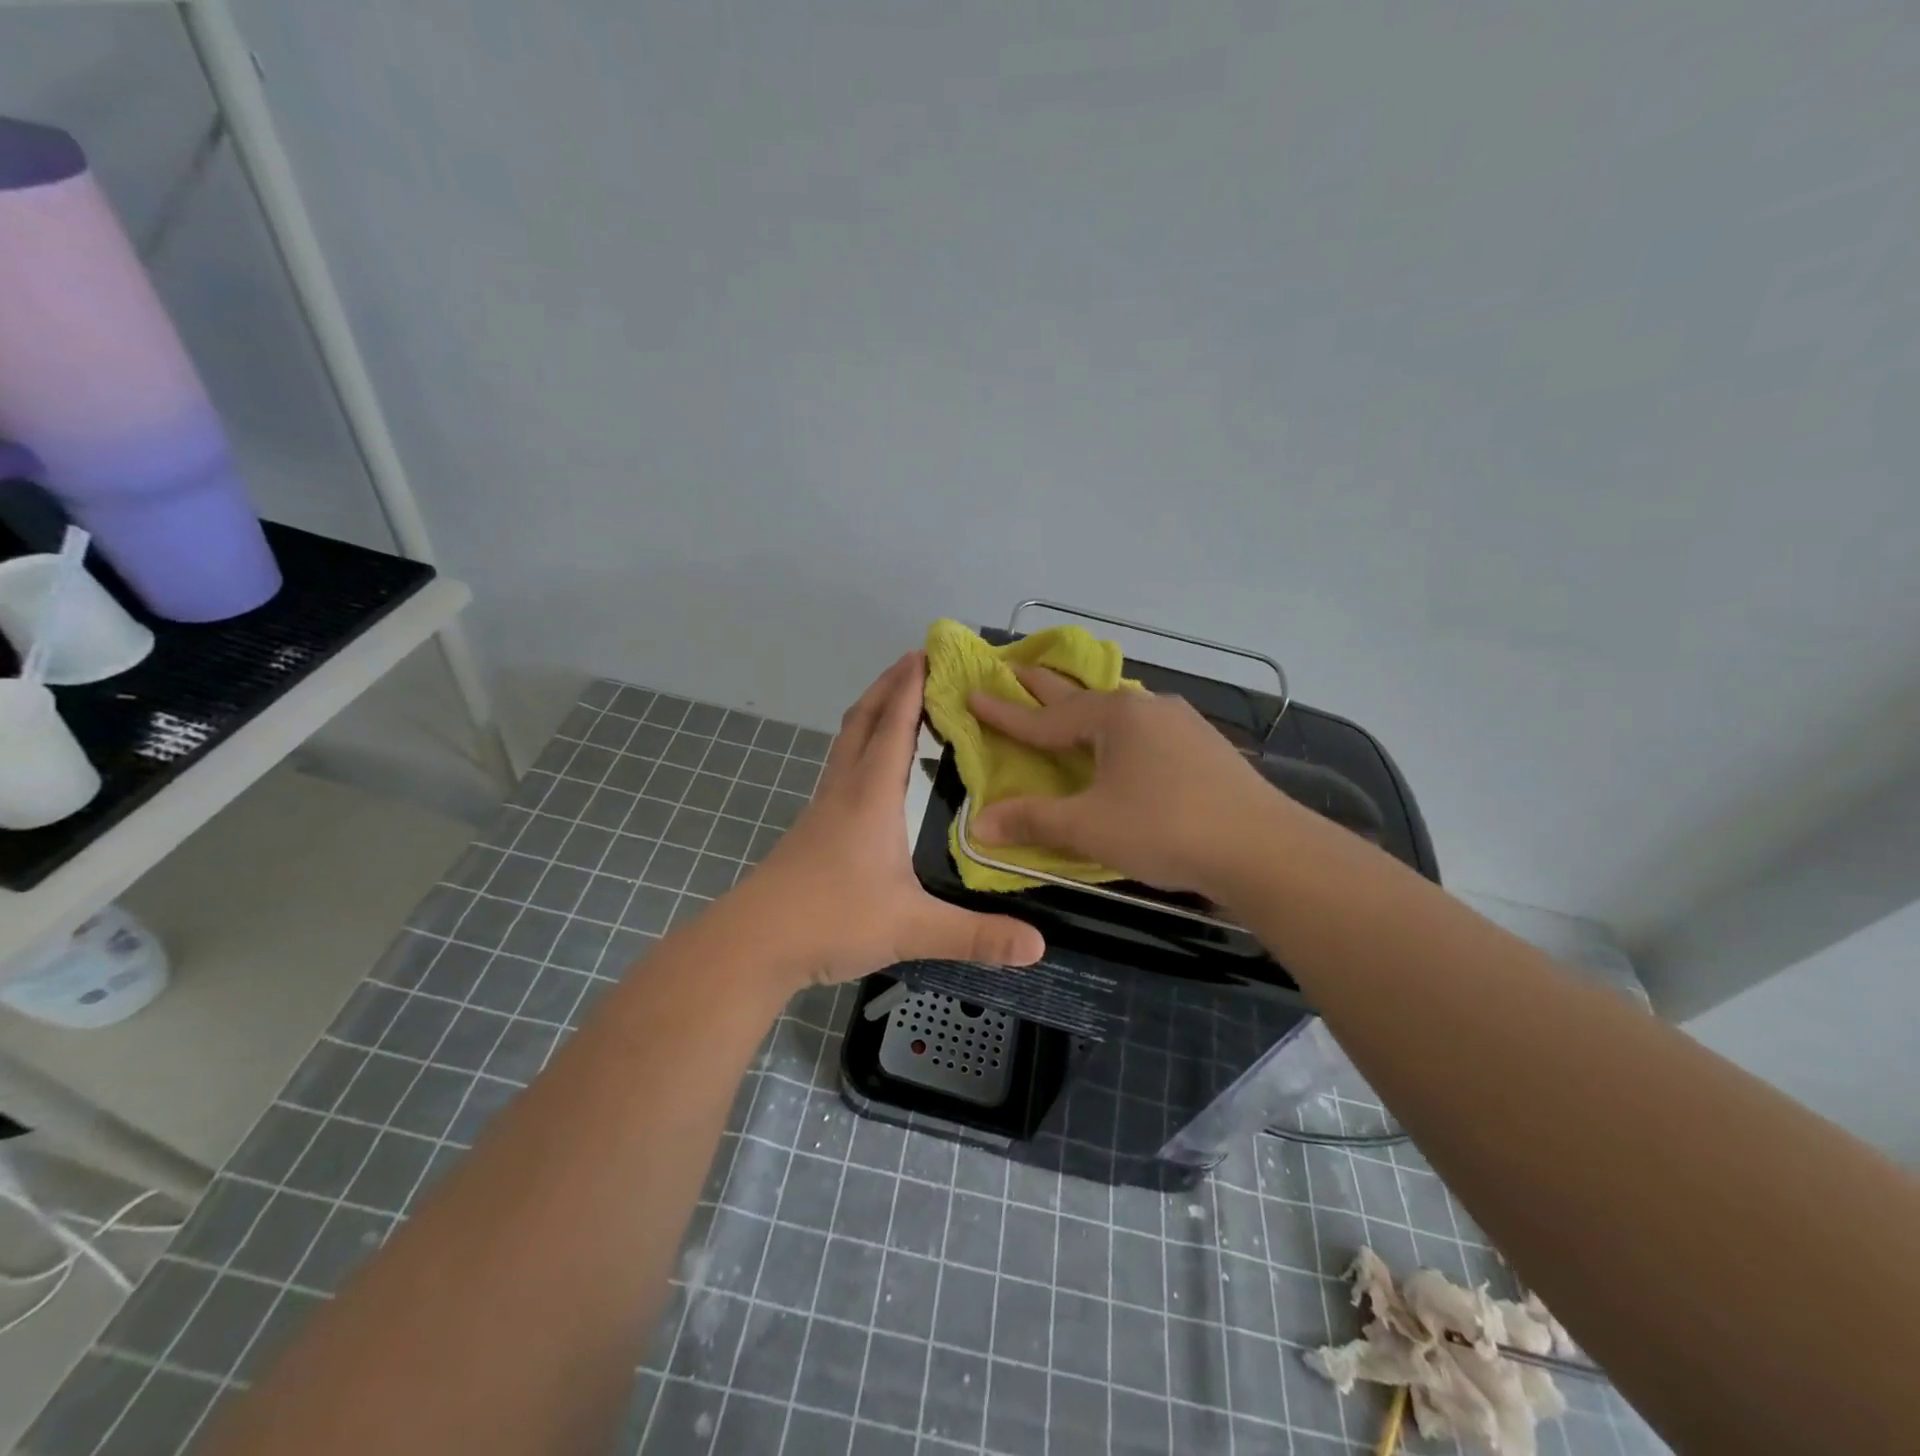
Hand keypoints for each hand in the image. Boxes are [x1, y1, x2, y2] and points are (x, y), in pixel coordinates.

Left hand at [736, 652, 1046, 989]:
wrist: (753, 943)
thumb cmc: (832, 919)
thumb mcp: (911, 928)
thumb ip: (976, 935)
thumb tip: (1039, 946)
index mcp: (871, 796)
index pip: (894, 725)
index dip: (911, 687)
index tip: (926, 652)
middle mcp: (845, 790)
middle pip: (863, 721)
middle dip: (888, 686)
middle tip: (914, 662)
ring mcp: (823, 809)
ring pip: (846, 743)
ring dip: (871, 714)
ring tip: (895, 702)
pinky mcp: (812, 830)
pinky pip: (840, 769)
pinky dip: (860, 748)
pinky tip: (871, 772)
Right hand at [969, 667, 1288, 896]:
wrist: (1262, 848)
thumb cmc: (1165, 829)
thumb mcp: (1089, 827)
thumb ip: (1032, 821)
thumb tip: (977, 824)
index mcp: (1113, 718)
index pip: (1045, 717)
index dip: (1005, 712)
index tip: (972, 693)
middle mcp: (1146, 708)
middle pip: (1081, 697)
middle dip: (1044, 688)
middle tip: (1014, 670)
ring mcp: (1181, 724)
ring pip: (1119, 712)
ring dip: (1086, 710)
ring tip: (1068, 709)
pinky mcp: (1204, 747)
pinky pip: (1146, 730)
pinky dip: (1119, 732)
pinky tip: (1126, 745)